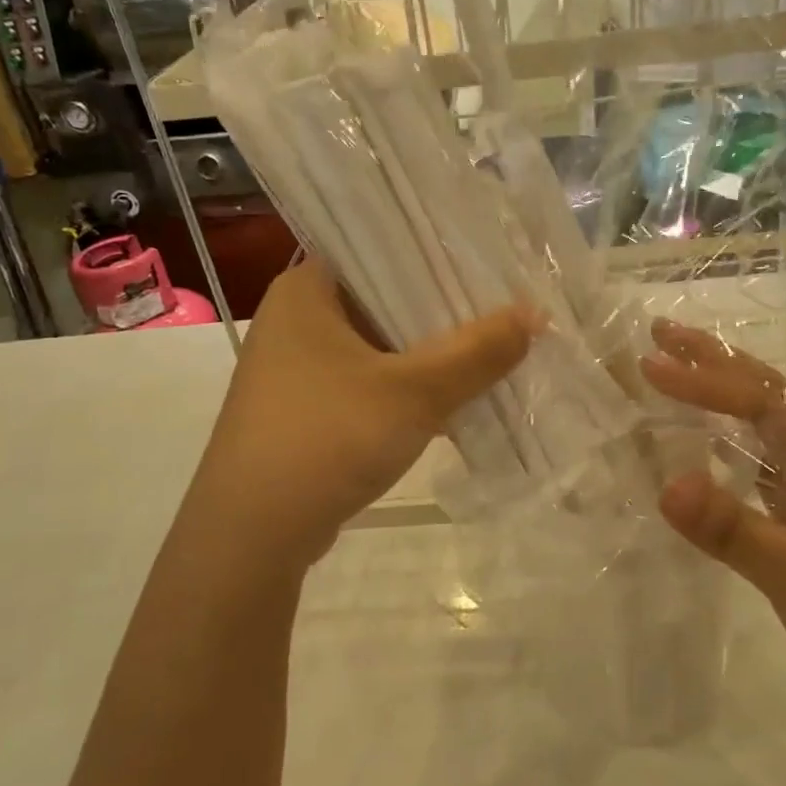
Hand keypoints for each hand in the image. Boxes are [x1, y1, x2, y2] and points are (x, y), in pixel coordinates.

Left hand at [183, 258, 537, 567]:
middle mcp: (294, 320)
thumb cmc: (327, 438)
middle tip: (503, 307)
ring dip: (427, 355)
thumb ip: (477, 351)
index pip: (380, 249)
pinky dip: (405, 389)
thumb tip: (534, 315)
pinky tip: (453, 401)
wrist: (251, 536)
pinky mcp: (304, 411)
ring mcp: (295, 369)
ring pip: (377, 347)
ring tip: (490, 351)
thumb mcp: (414, 391)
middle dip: (442, 312)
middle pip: (383, 301)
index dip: (437, 255)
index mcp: (305, 290)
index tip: (489, 263)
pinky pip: (366, 384)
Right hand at [639, 319, 785, 732]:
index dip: (703, 382)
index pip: (763, 402)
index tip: (649, 363)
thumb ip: (735, 531)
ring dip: (717, 399)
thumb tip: (666, 484)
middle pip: (765, 396)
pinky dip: (727, 448)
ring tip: (671, 373)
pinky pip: (762, 467)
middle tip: (659, 331)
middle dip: (712, 363)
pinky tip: (701, 444)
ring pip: (763, 428)